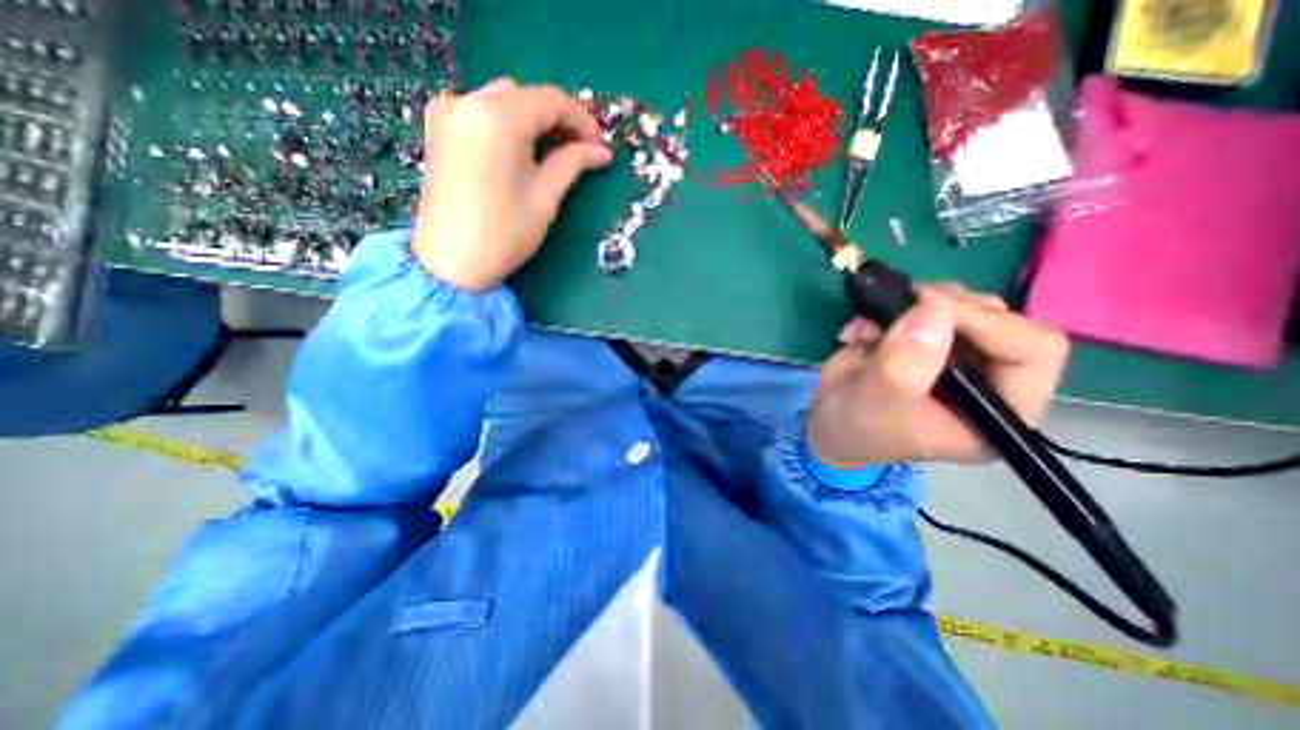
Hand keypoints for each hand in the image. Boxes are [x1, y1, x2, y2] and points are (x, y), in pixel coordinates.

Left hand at [410, 78, 615, 290]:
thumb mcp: (545, 197)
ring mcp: (449, 115)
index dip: (583, 121)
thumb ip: (573, 163)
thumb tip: (601, 152)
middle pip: (526, 97)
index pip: (552, 100)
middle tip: (581, 153)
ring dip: (533, 121)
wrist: (452, 263)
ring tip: (554, 153)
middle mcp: (469, 101)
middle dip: (559, 121)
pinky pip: (480, 112)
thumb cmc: (505, 233)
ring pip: (504, 101)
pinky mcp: (440, 132)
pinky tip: (518, 149)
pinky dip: (506, 124)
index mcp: (499, 116)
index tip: (600, 148)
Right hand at [811, 286, 1070, 465]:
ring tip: (870, 327)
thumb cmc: (856, 427)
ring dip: (912, 305)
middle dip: (944, 308)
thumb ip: (906, 363)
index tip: (927, 310)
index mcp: (999, 410)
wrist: (826, 424)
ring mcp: (956, 356)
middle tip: (900, 307)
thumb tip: (933, 308)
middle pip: (1000, 318)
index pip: (1032, 350)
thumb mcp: (878, 402)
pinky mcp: (926, 342)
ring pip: (961, 305)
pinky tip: (861, 331)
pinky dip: (888, 308)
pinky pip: (923, 306)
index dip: (986, 323)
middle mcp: (988, 379)